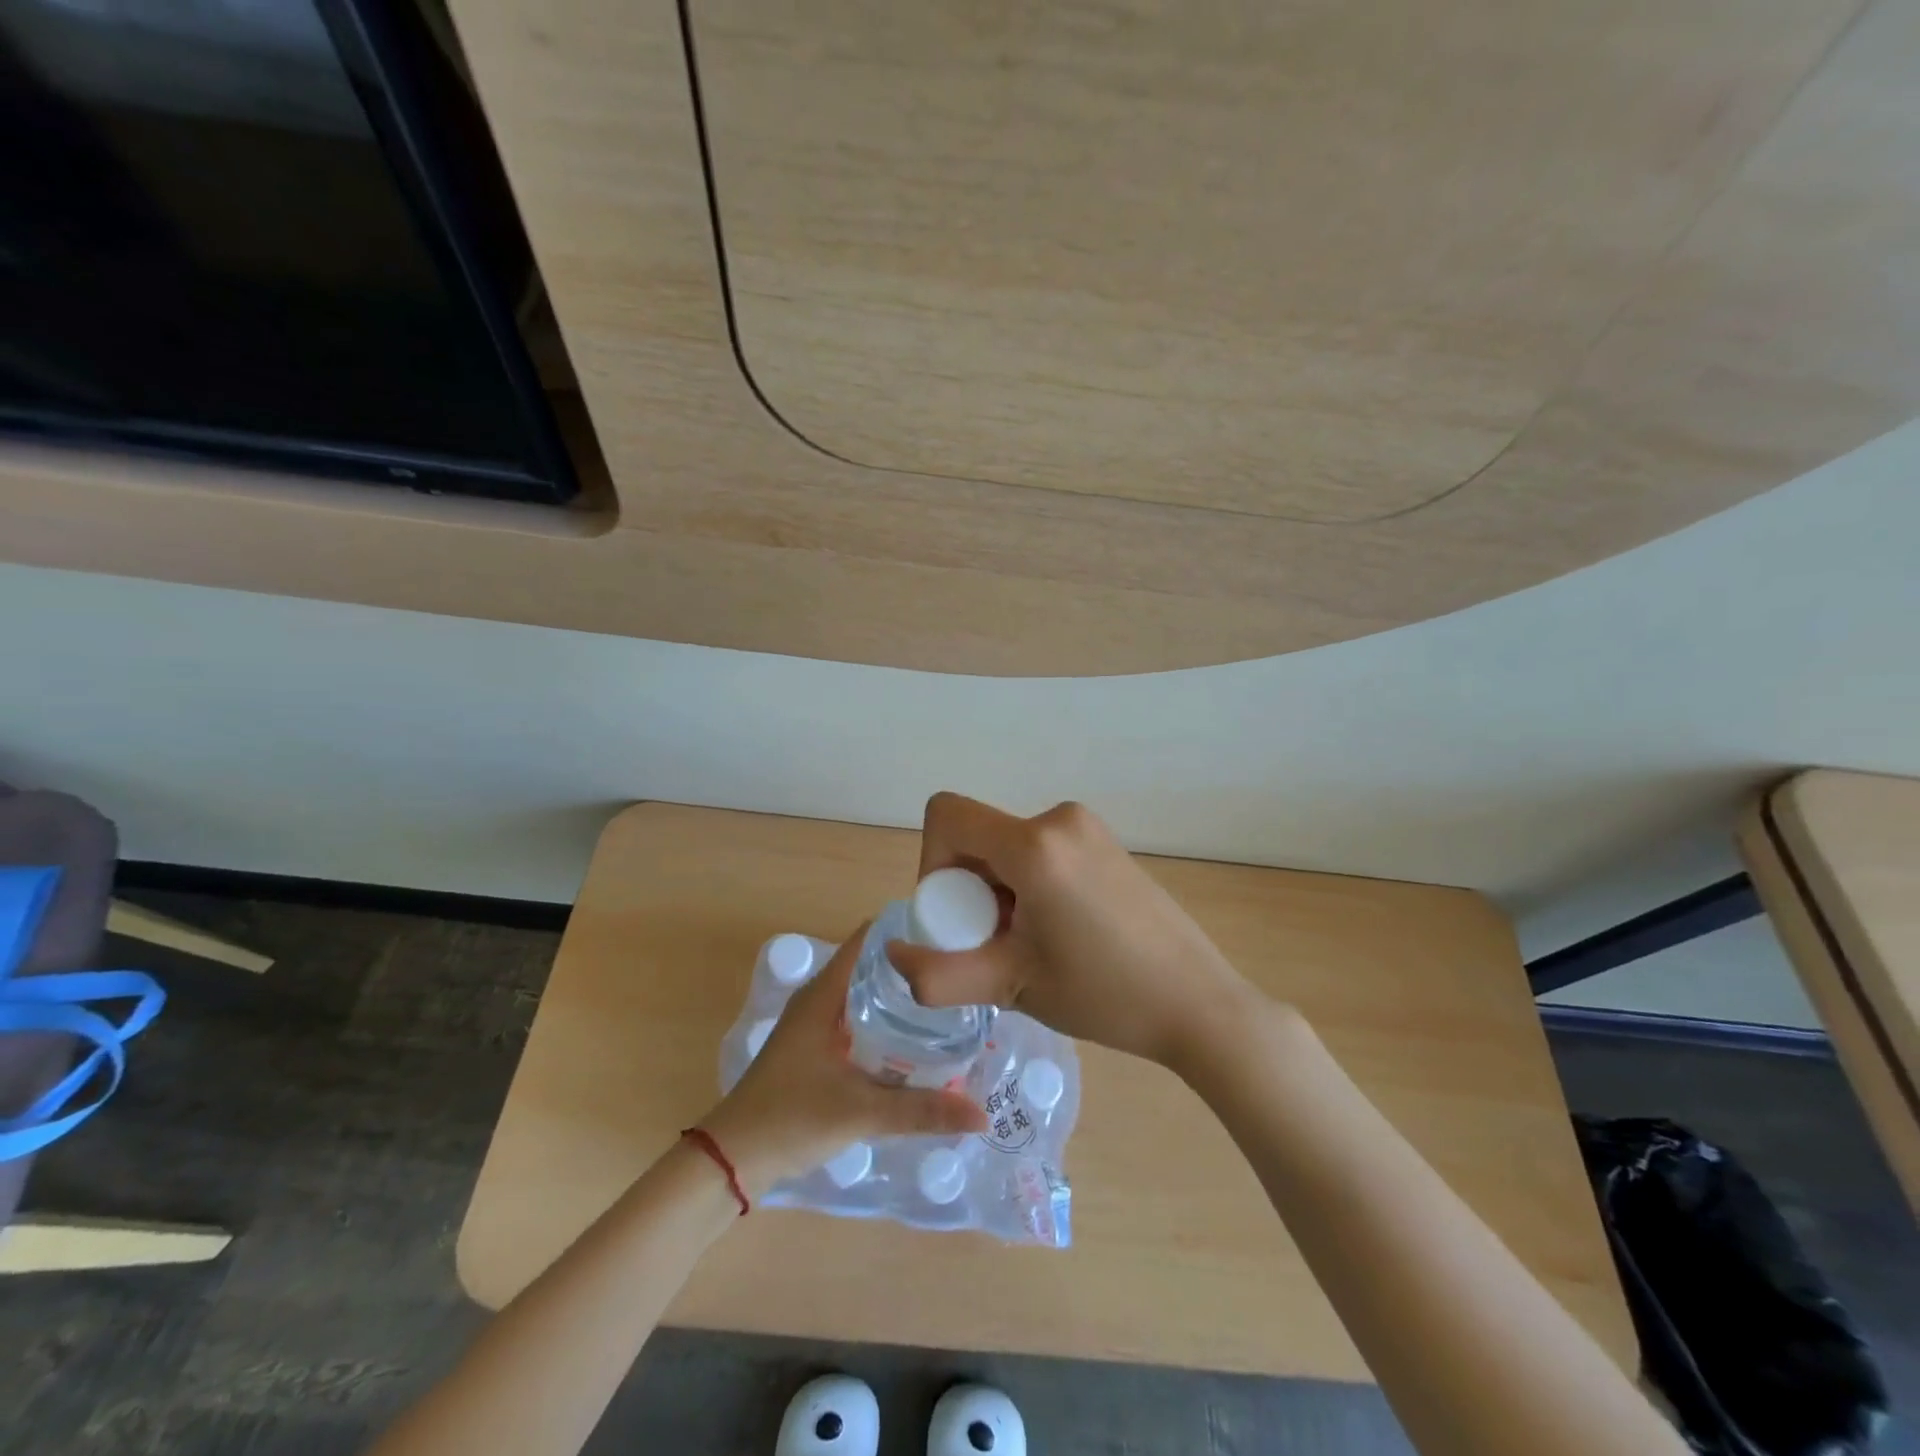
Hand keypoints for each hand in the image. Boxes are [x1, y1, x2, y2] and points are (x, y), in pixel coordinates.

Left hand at [700, 926, 985, 1196]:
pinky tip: (913, 1041)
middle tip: (959, 974)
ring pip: (864, 994)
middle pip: (871, 965)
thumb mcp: (861, 1112)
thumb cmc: (791, 1119)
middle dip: (912, 966)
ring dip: (899, 996)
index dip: (905, 930)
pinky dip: (884, 1021)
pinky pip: (857, 1018)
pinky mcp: (814, 1048)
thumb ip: (921, 1111)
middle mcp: (819, 998)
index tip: (947, 935)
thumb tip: (981, 1114)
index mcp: (824, 993)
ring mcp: (814, 1023)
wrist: (733, 1160)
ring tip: (946, 1002)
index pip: (868, 939)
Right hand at [886, 793, 1257, 1071]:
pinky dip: (1028, 884)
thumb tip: (894, 956)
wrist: (1198, 1004)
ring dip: (998, 890)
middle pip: (977, 835)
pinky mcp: (1104, 842)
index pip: (947, 815)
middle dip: (969, 889)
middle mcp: (1059, 819)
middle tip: (996, 945)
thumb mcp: (1011, 986)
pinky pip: (1040, 850)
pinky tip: (1058, 932)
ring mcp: (1087, 827)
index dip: (932, 864)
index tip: (958, 918)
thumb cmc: (1105, 995)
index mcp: (1035, 844)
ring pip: (1007, 846)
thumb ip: (939, 975)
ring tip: (1031, 946)